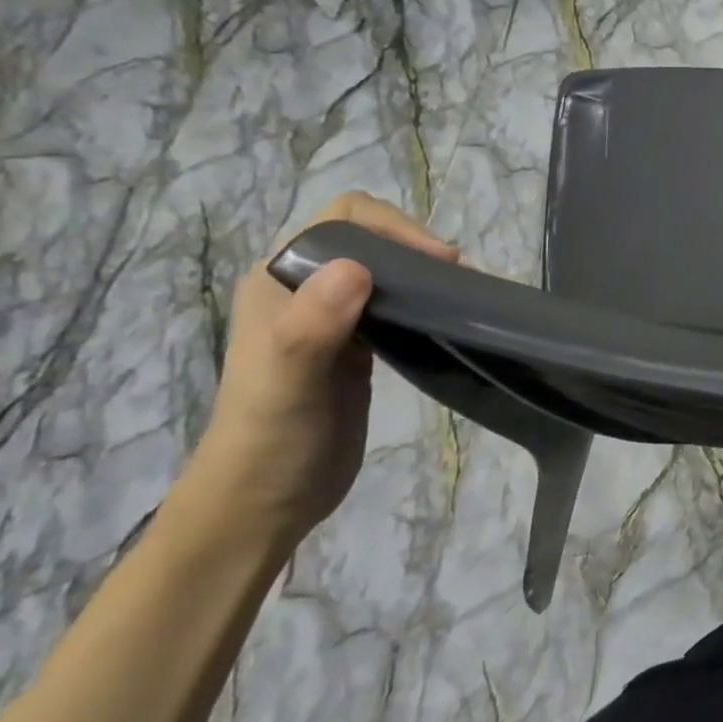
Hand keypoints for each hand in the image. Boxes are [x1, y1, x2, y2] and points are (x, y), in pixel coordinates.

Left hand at [186, 193, 457, 545]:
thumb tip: (357, 267)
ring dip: (422, 272)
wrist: (264, 502)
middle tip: (455, 278)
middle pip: (368, 236)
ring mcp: (332, 318)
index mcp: (278, 281)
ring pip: (385, 268)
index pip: (342, 219)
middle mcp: (304, 289)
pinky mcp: (359, 345)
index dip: (393, 228)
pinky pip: (395, 302)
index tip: (437, 261)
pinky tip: (445, 317)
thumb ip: (311, 325)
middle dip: (414, 245)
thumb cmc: (272, 439)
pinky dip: (423, 300)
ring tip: (458, 294)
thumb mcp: (287, 382)